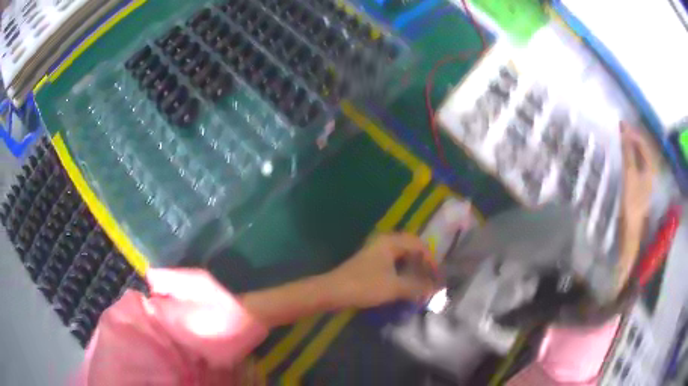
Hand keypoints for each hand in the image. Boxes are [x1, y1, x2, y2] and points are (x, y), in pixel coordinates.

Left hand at [327, 233, 438, 308]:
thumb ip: (416, 287)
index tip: (437, 276)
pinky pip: (393, 264)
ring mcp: (376, 253)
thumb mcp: (394, 287)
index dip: (431, 260)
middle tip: (431, 279)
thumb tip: (435, 289)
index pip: (419, 244)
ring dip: (413, 269)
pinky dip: (403, 273)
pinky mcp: (371, 264)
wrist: (333, 291)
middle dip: (423, 264)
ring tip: (421, 284)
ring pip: (402, 257)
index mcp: (391, 242)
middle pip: (411, 249)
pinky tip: (406, 285)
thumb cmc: (364, 286)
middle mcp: (384, 243)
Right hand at [620, 123, 657, 227]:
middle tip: (620, 130)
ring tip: (621, 140)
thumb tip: (623, 127)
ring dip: (631, 147)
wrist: (630, 230)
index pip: (643, 142)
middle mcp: (651, 169)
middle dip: (632, 138)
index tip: (620, 124)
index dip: (633, 132)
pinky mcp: (640, 184)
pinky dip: (630, 156)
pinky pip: (637, 163)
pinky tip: (624, 156)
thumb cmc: (631, 202)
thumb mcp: (629, 174)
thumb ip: (627, 151)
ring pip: (640, 155)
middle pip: (643, 148)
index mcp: (651, 166)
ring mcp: (646, 178)